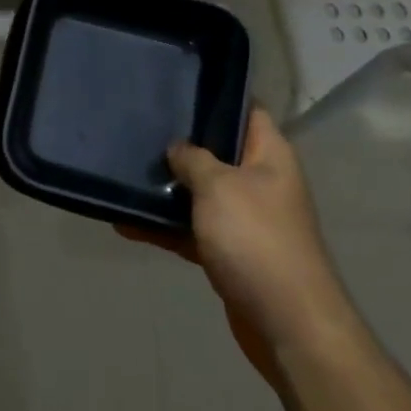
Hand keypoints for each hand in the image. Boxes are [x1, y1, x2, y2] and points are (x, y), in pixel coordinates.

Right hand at [119, 110, 353, 385]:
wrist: (287, 322)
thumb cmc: (255, 239)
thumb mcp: (218, 186)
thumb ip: (193, 159)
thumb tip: (177, 148)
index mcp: (270, 156)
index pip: (248, 111)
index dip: (218, 97)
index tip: (176, 88)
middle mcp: (260, 183)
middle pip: (218, 153)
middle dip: (181, 144)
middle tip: (139, 129)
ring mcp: (245, 219)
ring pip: (199, 193)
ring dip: (167, 189)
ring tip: (124, 174)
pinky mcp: (229, 252)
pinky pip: (190, 230)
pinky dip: (163, 227)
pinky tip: (125, 223)